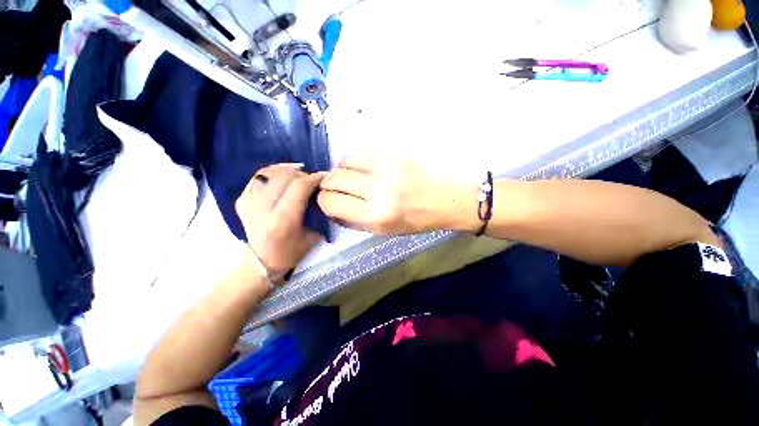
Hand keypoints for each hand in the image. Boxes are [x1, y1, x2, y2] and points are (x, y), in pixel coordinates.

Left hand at [235, 164, 324, 278]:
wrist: (261, 260)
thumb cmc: (291, 252)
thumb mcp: (313, 236)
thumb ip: (317, 213)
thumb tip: (321, 191)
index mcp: (282, 221)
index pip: (299, 188)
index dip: (313, 178)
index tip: (323, 176)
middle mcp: (262, 209)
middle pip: (284, 177)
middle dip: (303, 173)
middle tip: (312, 177)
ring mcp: (248, 203)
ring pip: (270, 173)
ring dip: (288, 170)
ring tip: (299, 172)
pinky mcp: (241, 200)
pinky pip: (259, 177)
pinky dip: (273, 171)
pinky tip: (284, 174)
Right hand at [318, 156, 477, 234]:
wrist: (447, 198)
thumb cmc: (417, 220)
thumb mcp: (384, 231)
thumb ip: (353, 221)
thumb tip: (331, 209)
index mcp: (376, 215)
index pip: (330, 202)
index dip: (324, 202)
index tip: (328, 202)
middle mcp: (378, 189)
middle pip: (333, 179)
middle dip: (328, 185)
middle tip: (335, 189)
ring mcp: (386, 166)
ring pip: (344, 161)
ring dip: (341, 171)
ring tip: (350, 178)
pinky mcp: (393, 152)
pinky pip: (361, 153)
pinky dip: (355, 162)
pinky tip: (363, 169)